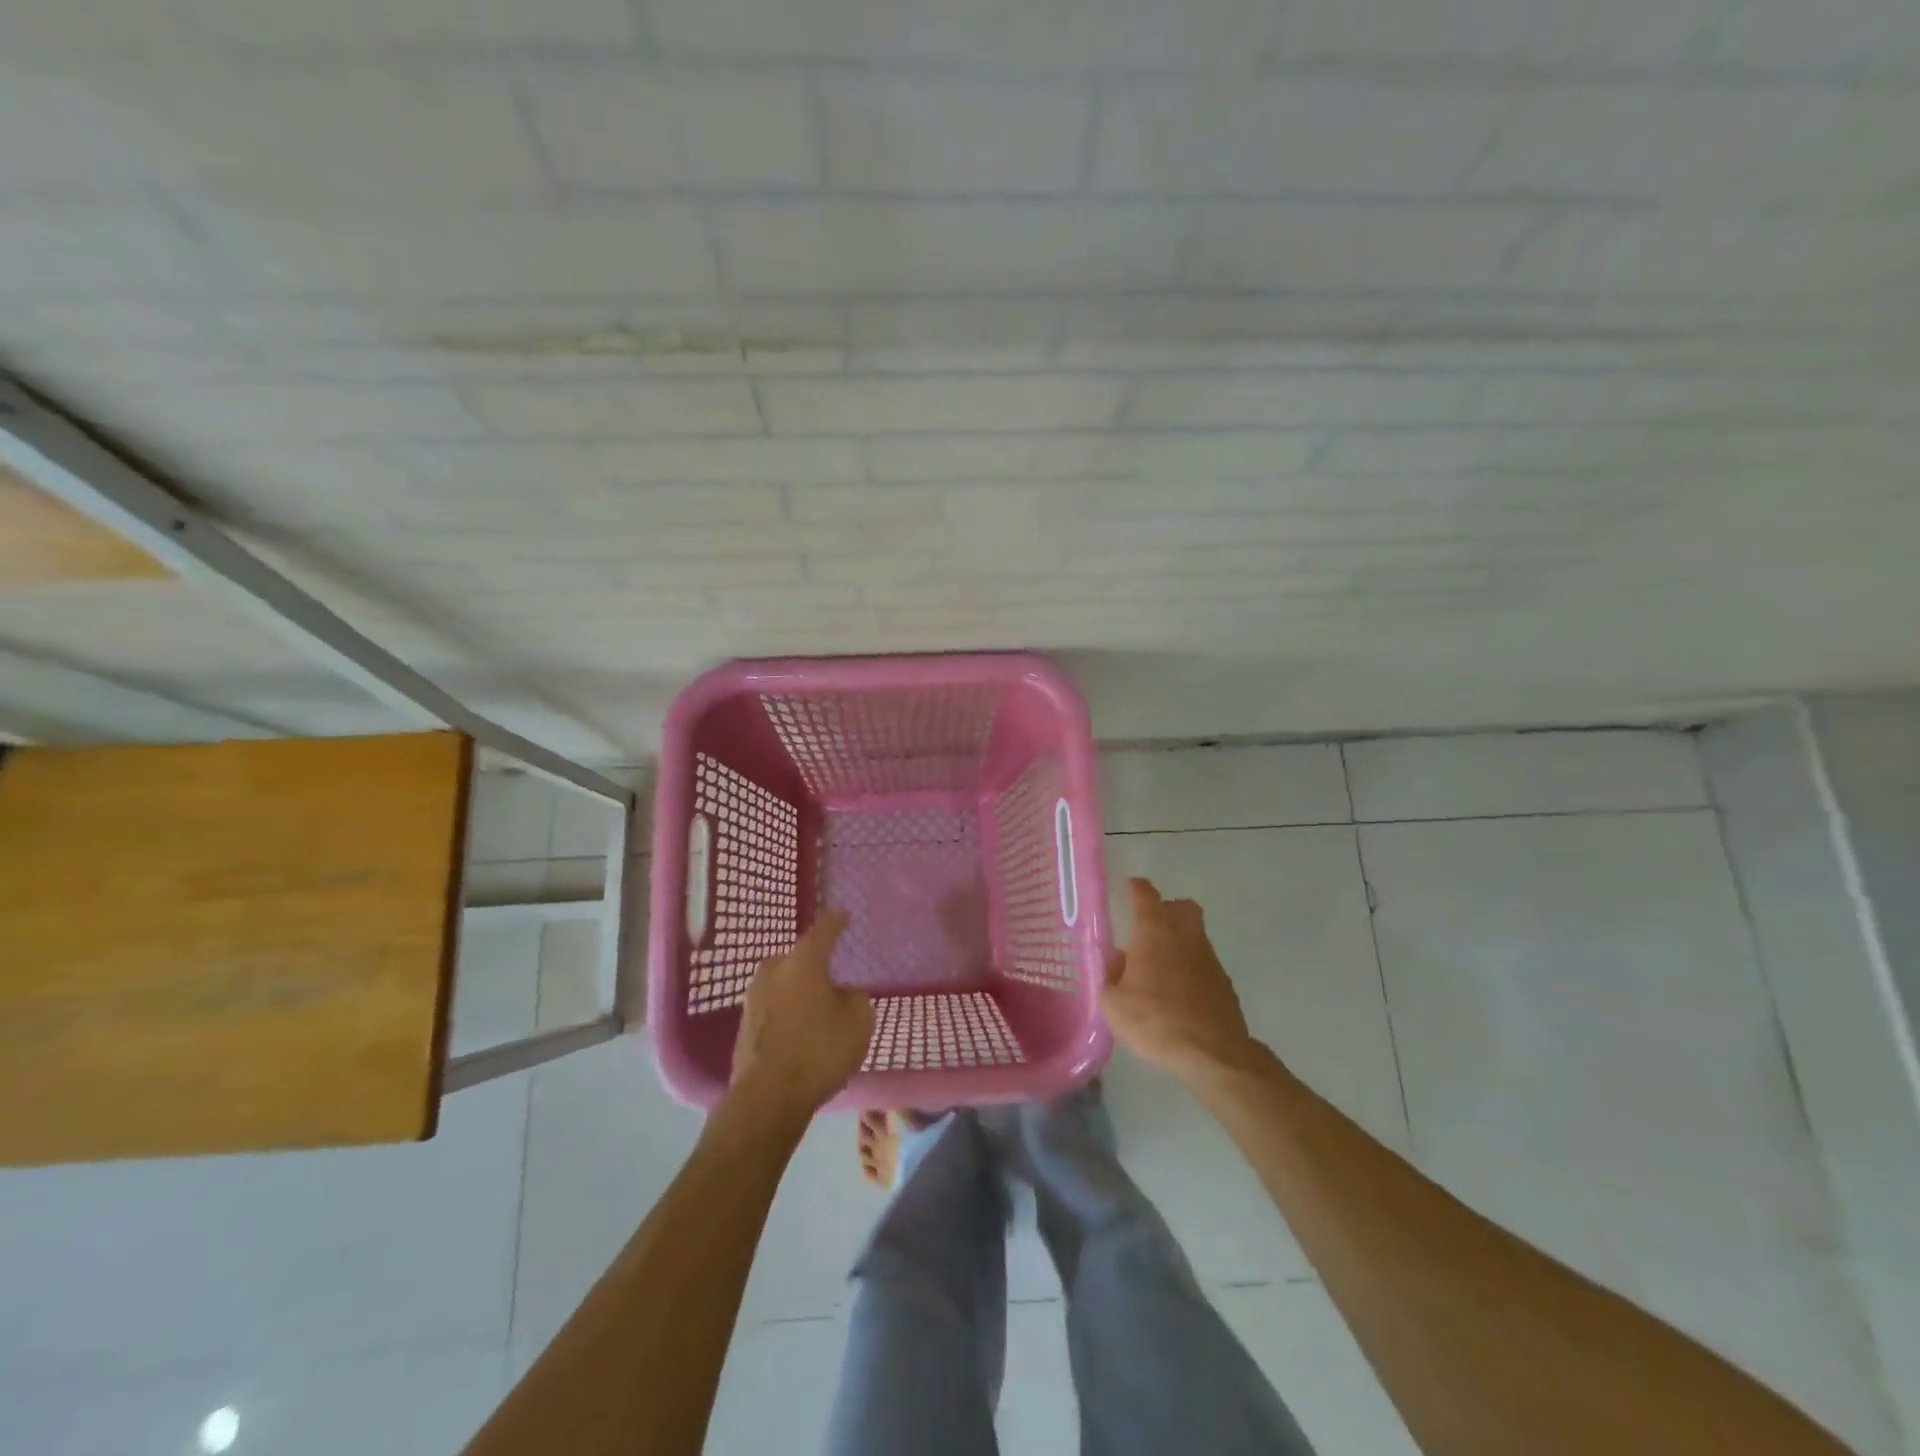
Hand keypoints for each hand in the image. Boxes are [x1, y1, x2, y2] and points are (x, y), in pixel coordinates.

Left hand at [729, 909, 872, 1120]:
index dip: (836, 922)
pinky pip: (775, 1010)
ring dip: (800, 992)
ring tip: (819, 1008)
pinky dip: (789, 1015)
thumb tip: (843, 994)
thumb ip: (855, 998)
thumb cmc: (819, 1049)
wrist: (767, 1097)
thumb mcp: (859, 1021)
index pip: (823, 930)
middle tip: (834, 974)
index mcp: (802, 960)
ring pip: (784, 985)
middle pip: (799, 959)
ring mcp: (753, 998)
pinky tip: (802, 1033)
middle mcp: (773, 970)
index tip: (843, 914)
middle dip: (815, 964)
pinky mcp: (744, 1027)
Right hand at [1103, 878, 1262, 1082]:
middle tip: (1151, 925)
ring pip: (1195, 935)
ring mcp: (1209, 959)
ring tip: (1161, 967)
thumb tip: (1119, 960)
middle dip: (1168, 909)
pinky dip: (1191, 969)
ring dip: (1180, 941)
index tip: (1130, 886)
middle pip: (1183, 907)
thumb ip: (1111, 975)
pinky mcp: (1225, 984)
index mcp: (1154, 932)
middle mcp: (1185, 936)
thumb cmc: (1154, 1020)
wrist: (1211, 1054)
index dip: (1137, 888)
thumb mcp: (1113, 1002)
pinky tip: (1179, 993)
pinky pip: (1204, 964)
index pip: (1146, 895)